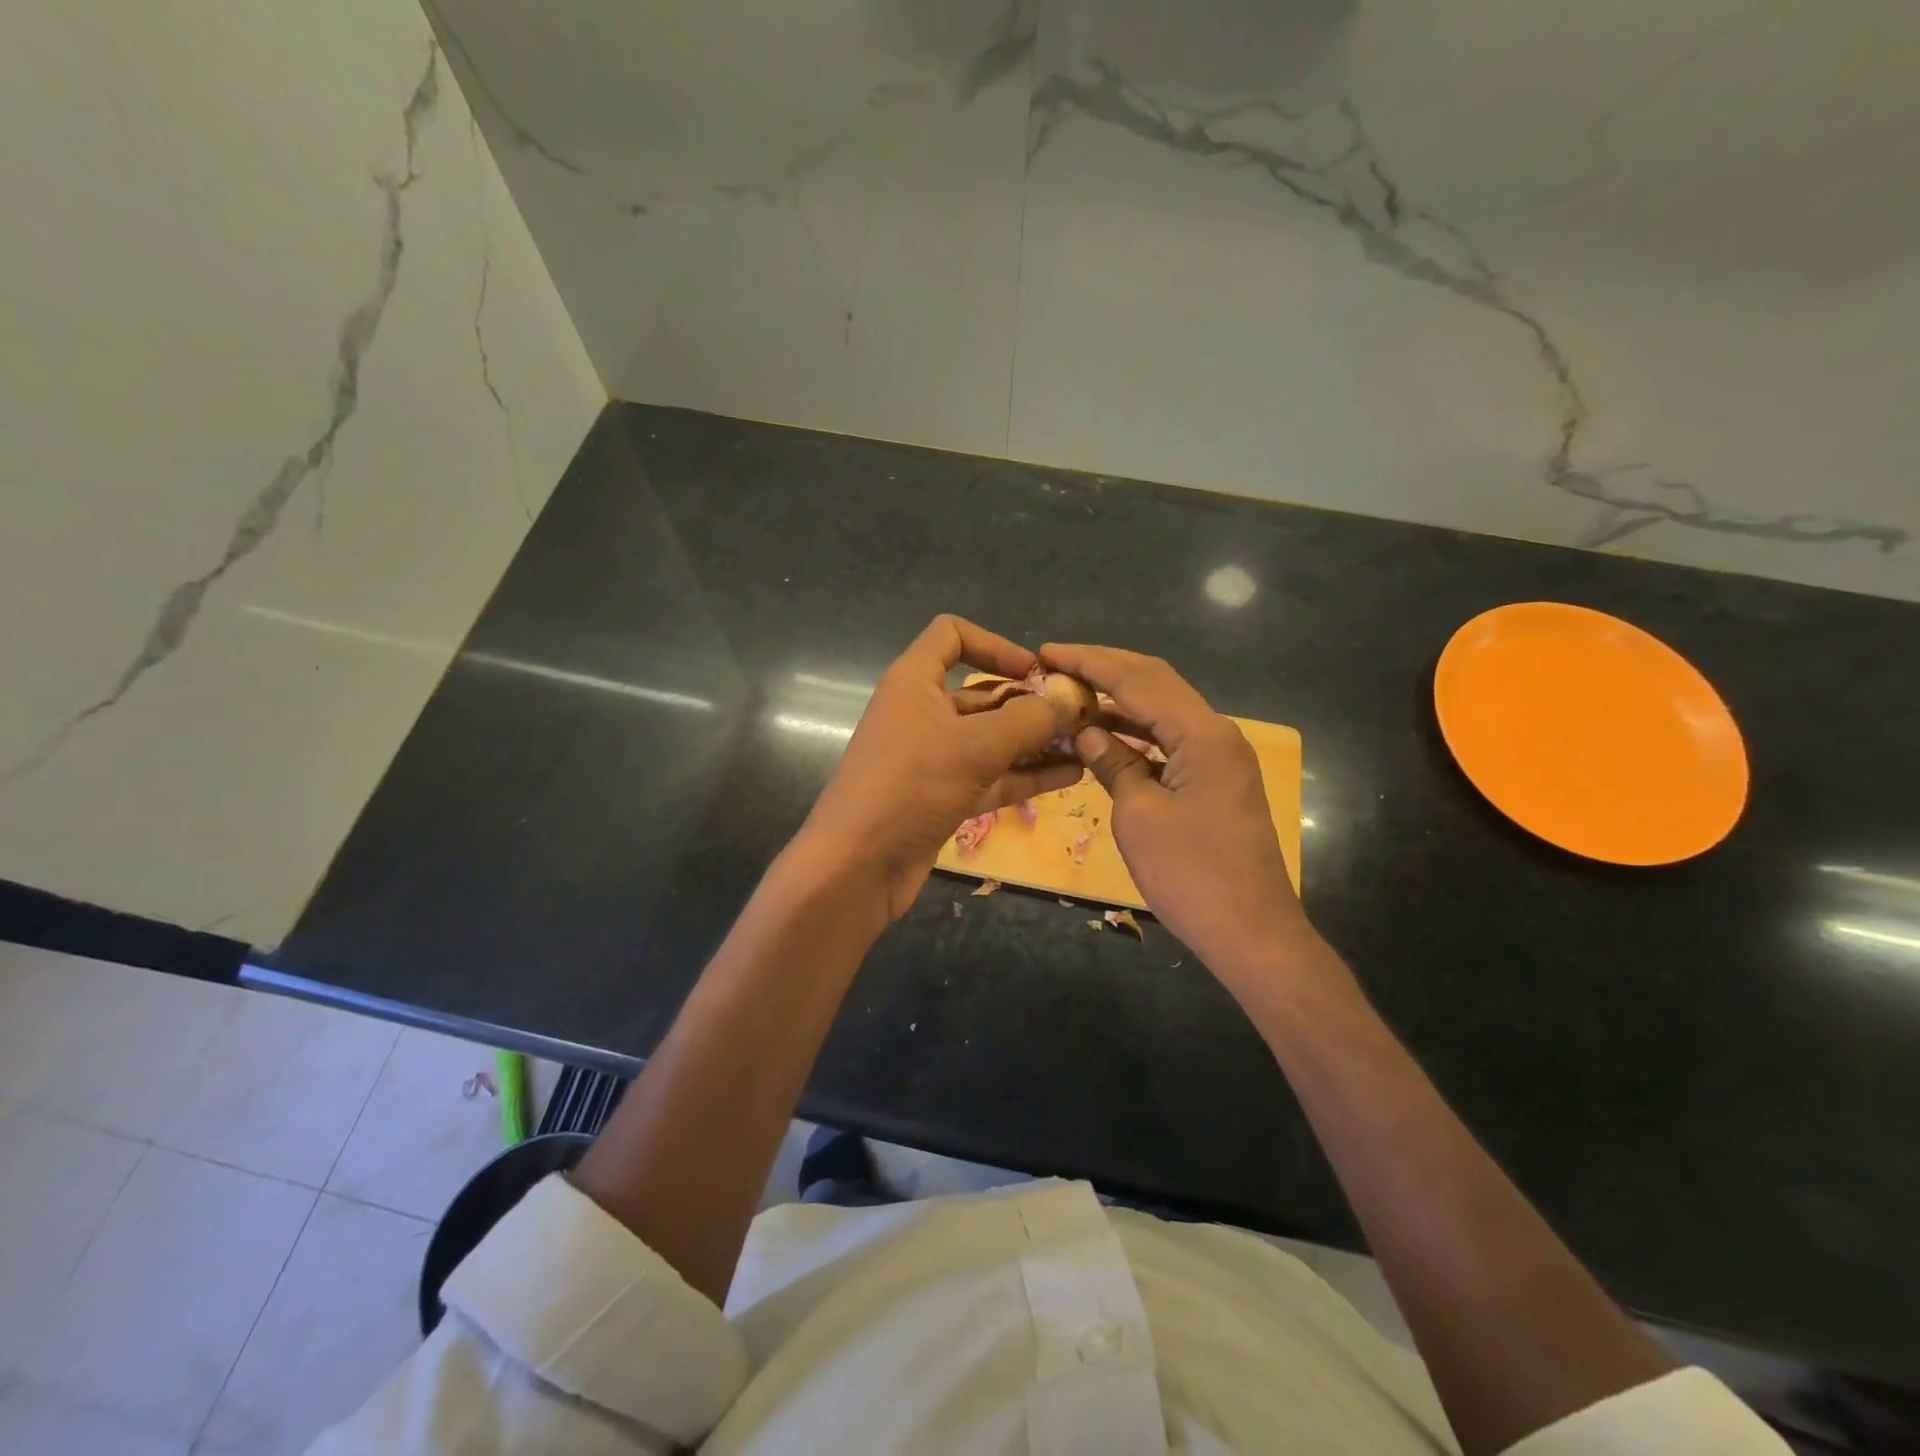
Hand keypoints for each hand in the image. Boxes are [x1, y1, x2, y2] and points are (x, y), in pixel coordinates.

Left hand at [800, 616, 1083, 919]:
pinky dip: (1024, 775)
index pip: (952, 635)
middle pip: (981, 693)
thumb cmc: (910, 786)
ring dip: (1034, 741)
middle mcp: (922, 712)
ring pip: (990, 739)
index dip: (995, 645)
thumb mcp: (975, 746)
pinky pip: (989, 776)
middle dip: (1029, 702)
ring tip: (1085, 745)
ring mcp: (932, 758)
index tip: (1035, 671)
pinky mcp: (941, 796)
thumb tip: (1070, 699)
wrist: (856, 866)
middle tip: (1079, 716)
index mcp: (915, 681)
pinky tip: (1069, 776)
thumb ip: (1029, 720)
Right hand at [1040, 642, 1309, 989]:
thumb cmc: (1192, 875)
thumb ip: (1113, 764)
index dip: (1089, 662)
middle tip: (1056, 664)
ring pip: (1163, 711)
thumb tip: (1086, 731)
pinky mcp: (1216, 780)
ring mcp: (1220, 757)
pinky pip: (1170, 741)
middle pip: (1156, 683)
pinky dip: (1135, 733)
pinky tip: (1104, 735)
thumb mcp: (1139, 816)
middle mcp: (1216, 734)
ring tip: (1070, 694)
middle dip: (1105, 669)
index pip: (1138, 680)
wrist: (1252, 932)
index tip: (1047, 651)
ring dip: (1118, 701)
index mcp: (1202, 734)